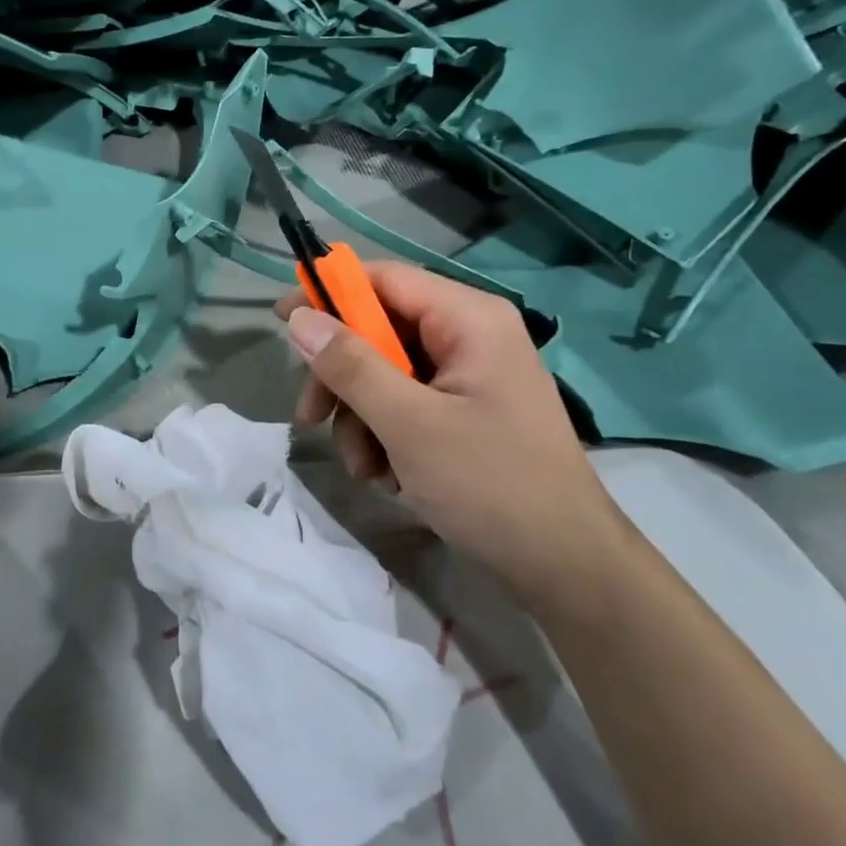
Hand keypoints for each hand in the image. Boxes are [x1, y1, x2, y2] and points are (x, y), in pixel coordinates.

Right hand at [277, 263, 634, 608]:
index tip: (281, 322)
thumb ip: (350, 366)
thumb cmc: (490, 484)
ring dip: (360, 419)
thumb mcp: (408, 423)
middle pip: (378, 331)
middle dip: (342, 379)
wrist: (564, 565)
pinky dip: (385, 436)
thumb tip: (299, 318)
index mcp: (468, 319)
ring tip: (365, 468)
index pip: (383, 279)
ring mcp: (469, 376)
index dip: (328, 294)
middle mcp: (469, 335)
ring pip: (385, 374)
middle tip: (310, 419)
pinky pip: (406, 404)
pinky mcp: (466, 412)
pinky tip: (389, 477)